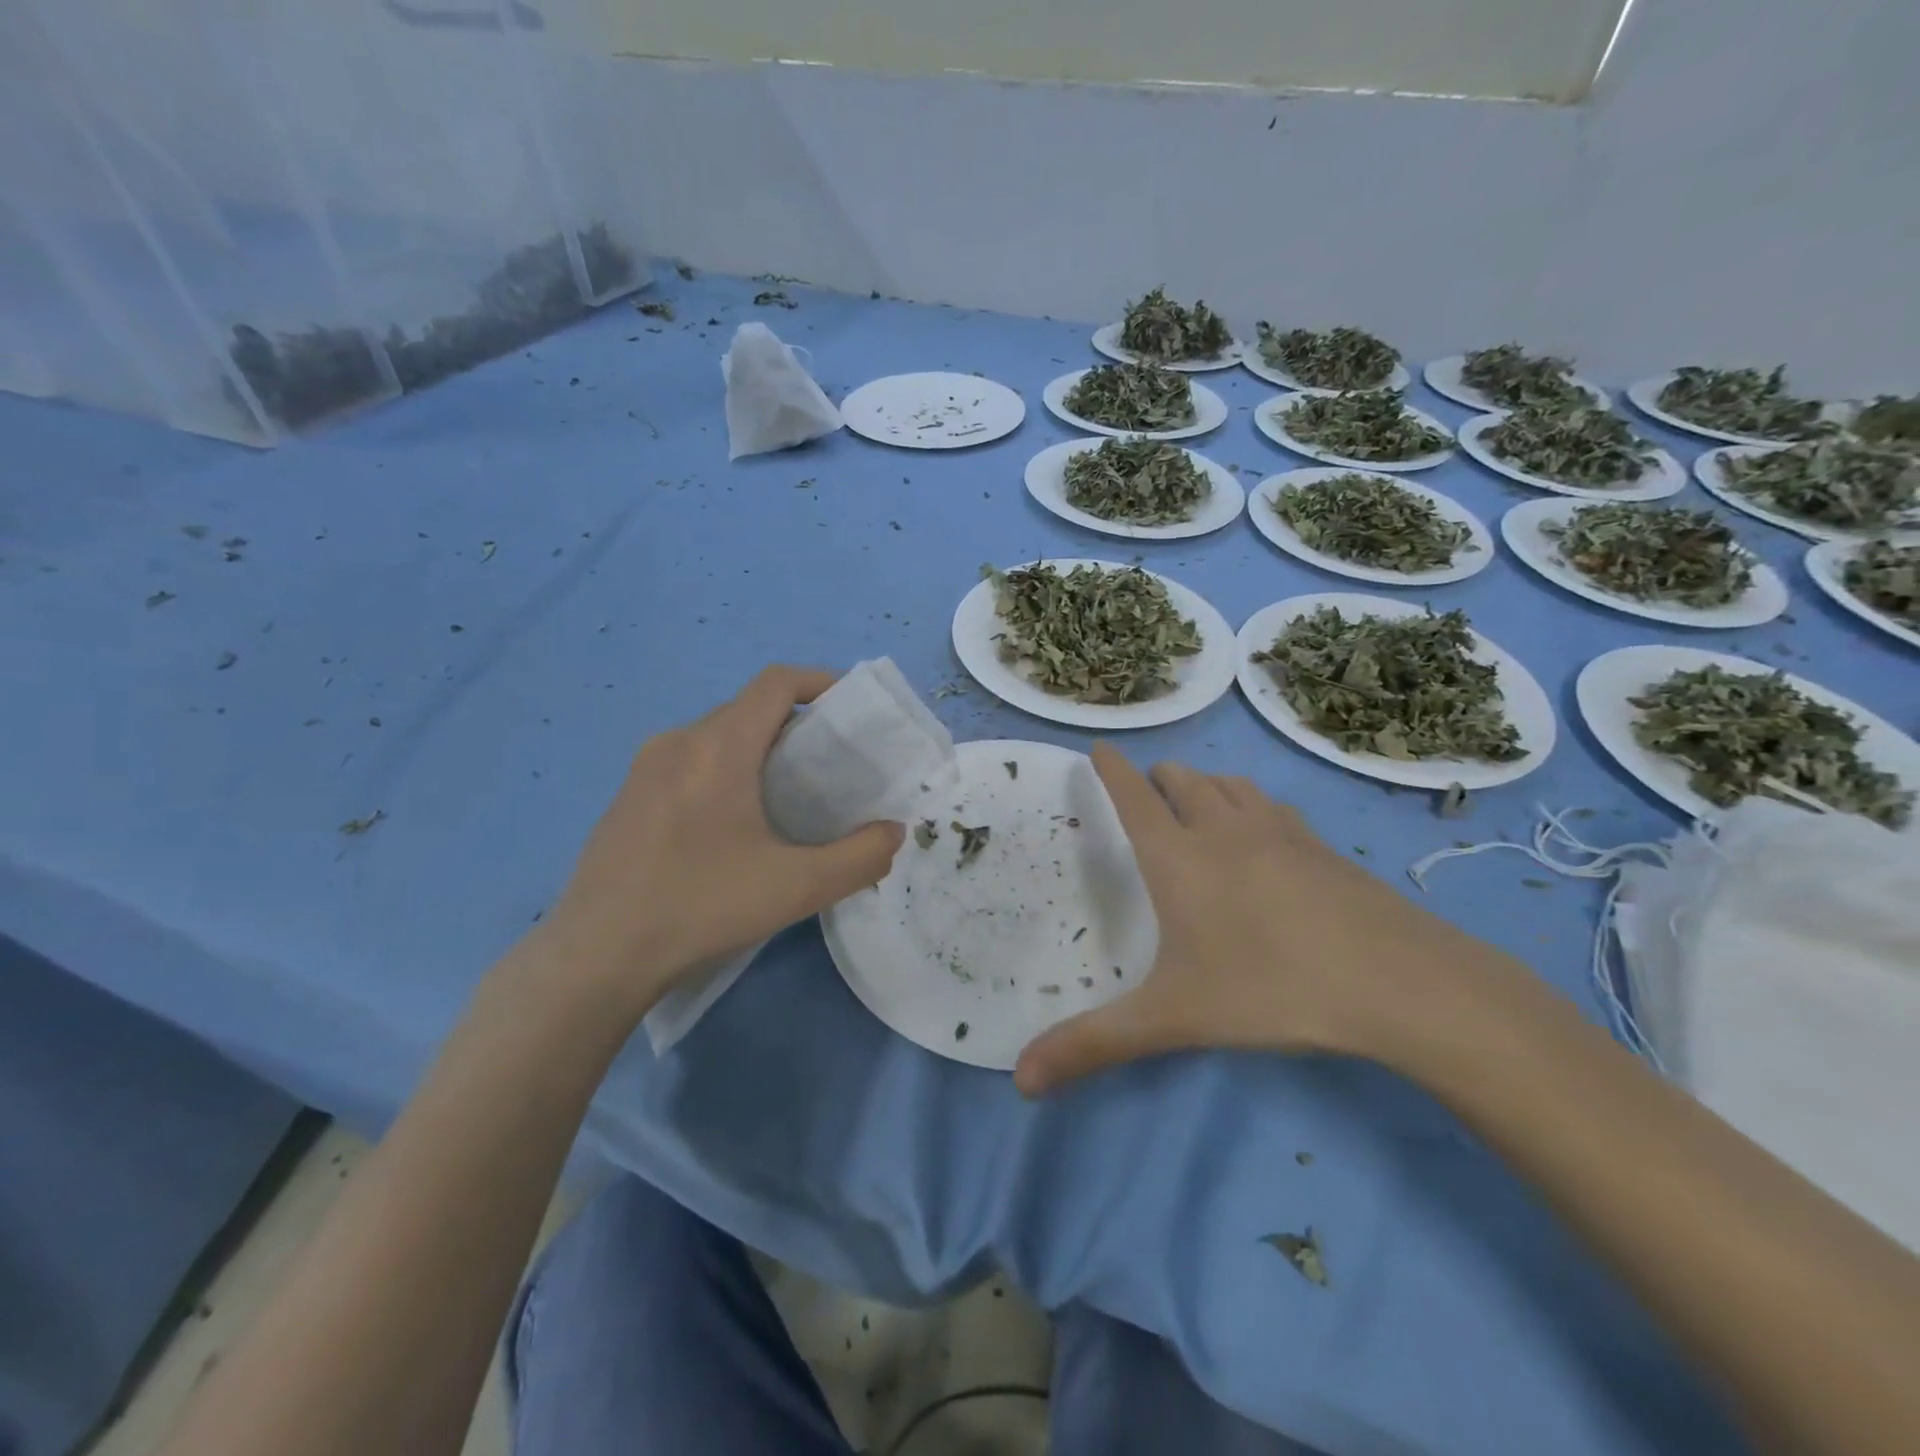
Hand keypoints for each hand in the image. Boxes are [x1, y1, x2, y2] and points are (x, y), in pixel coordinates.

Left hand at [541, 666, 904, 1012]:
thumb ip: (860, 858)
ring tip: (789, 798)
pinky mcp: (627, 797)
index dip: (821, 682)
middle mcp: (678, 741)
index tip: (853, 711)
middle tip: (831, 768)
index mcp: (718, 746)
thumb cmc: (700, 907)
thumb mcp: (797, 887)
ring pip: (717, 737)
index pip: (777, 682)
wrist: (596, 956)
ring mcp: (644, 768)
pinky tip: (733, 828)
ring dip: (760, 750)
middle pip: (749, 709)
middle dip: (797, 725)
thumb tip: (891, 833)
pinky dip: (725, 771)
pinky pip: (689, 762)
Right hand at [1014, 746, 1499, 1095]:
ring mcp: (1279, 832)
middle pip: (1183, 780)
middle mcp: (1223, 830)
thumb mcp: (1172, 1020)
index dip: (1112, 769)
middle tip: (1148, 791)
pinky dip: (1250, 805)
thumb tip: (1020, 1081)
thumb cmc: (1271, 989)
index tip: (1099, 746)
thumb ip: (1093, 1045)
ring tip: (1198, 800)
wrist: (1400, 982)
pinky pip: (1273, 807)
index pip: (1134, 796)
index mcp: (1178, 858)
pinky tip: (1264, 833)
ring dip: (1205, 784)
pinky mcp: (1322, 847)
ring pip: (1230, 785)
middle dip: (1159, 778)